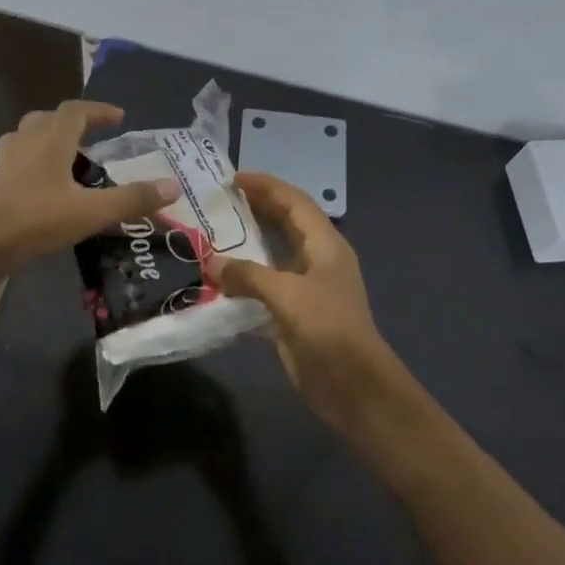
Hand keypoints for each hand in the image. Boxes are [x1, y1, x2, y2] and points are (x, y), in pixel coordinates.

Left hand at [0, 101, 177, 269]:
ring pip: (26, 138)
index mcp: (51, 140)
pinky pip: (16, 163)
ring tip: (67, 159)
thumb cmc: (37, 219)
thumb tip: (173, 186)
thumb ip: (133, 199)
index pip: (76, 111)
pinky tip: (44, 188)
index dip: (99, 110)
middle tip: (93, 138)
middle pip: (47, 119)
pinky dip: (33, 166)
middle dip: (72, 123)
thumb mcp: (92, 211)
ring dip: (47, 140)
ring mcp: (6, 164)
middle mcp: (26, 144)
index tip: (119, 118)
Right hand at [208, 171, 421, 435]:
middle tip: (219, 201)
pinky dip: (245, 278)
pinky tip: (218, 279)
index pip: (295, 202)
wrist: (352, 385)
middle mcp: (317, 259)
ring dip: (248, 244)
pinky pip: (265, 286)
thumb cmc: (328, 329)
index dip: (267, 186)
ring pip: (274, 255)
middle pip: (286, 223)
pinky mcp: (294, 313)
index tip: (233, 178)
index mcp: (325, 245)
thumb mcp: (288, 295)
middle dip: (257, 209)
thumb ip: (249, 275)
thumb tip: (212, 263)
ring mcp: (306, 287)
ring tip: (213, 233)